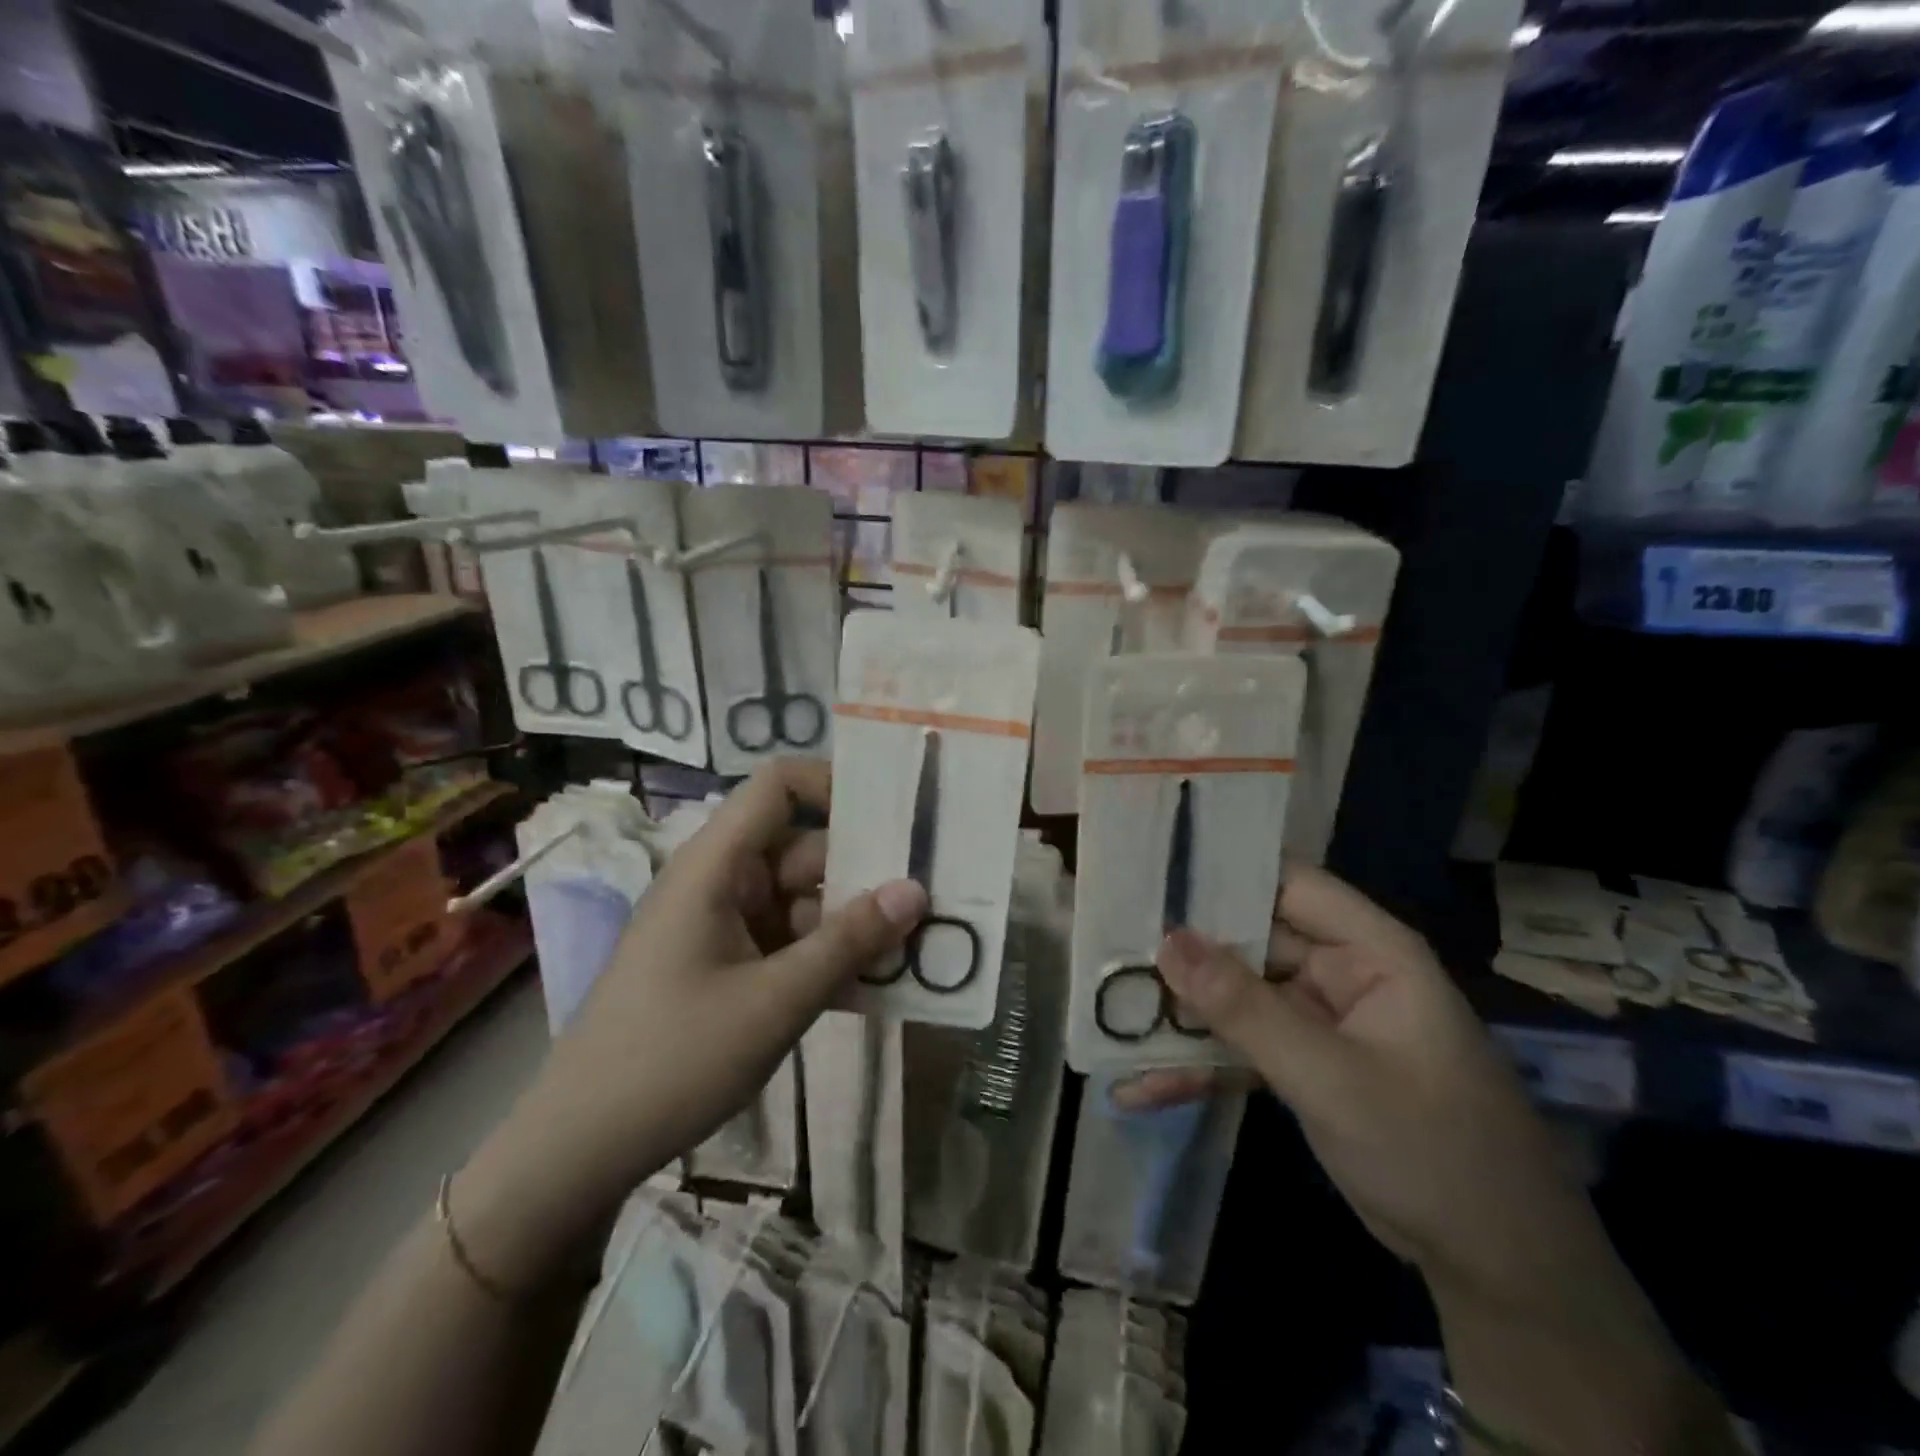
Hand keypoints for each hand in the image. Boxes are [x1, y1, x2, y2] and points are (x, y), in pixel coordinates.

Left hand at [452, 760, 926, 1288]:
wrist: (581, 1149)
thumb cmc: (673, 1058)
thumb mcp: (775, 1001)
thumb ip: (849, 942)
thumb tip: (917, 890)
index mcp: (716, 866)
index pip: (777, 787)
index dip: (834, 785)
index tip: (894, 816)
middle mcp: (721, 883)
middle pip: (804, 849)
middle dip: (866, 870)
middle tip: (934, 894)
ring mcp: (723, 926)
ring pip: (804, 900)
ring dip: (854, 922)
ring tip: (920, 944)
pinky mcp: (727, 966)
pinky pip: (790, 942)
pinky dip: (828, 956)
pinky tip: (877, 985)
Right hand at [1149, 864, 1599, 1308]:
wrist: (1500, 1273)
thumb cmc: (1432, 1150)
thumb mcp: (1330, 1076)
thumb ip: (1245, 1008)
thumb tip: (1166, 941)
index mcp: (1369, 951)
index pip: (1287, 884)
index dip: (1223, 873)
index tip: (1150, 874)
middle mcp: (1340, 974)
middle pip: (1249, 942)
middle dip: (1183, 952)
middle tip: (1106, 948)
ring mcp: (1318, 1023)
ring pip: (1236, 1000)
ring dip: (1180, 1016)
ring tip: (1108, 1018)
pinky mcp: (1302, 1067)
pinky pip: (1241, 1050)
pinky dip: (1198, 1066)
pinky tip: (1141, 1087)